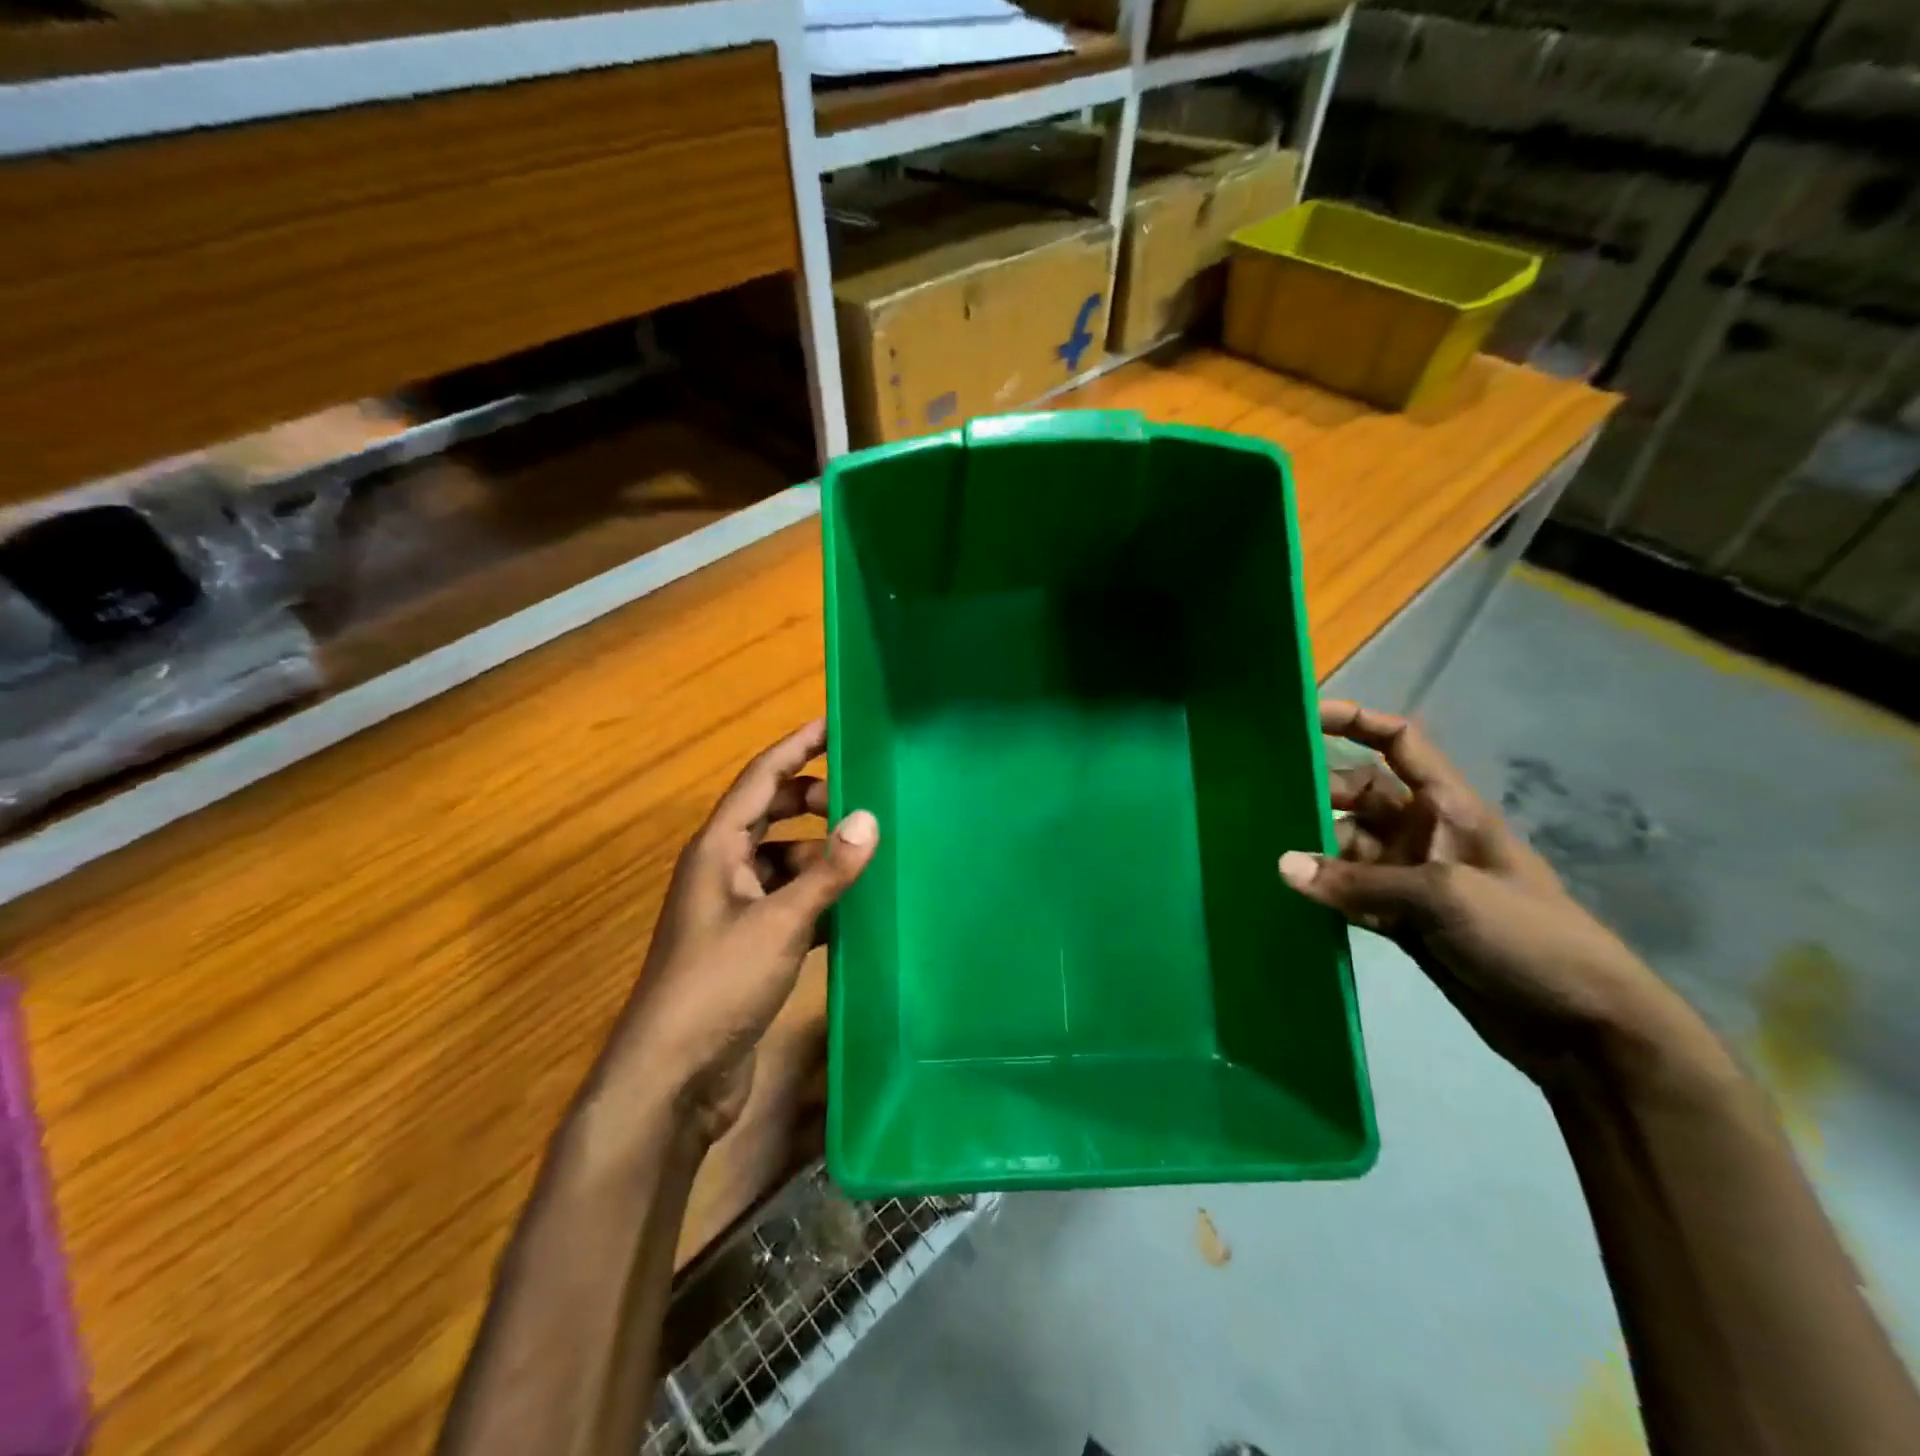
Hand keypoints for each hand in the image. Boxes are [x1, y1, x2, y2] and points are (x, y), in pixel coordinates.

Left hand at [600, 721, 877, 1144]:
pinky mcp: (748, 945)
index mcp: (717, 849)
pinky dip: (818, 898)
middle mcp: (722, 869)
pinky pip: (789, 903)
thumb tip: (870, 818)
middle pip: (771, 815)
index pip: (760, 779)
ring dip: (820, 855)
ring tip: (869, 854)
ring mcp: (734, 909)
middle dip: (813, 802)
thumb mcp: (780, 922)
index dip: (797, 747)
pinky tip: (854, 907)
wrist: (673, 1076)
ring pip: (784, 862)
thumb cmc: (718, 985)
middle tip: (864, 799)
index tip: (834, 724)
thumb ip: (828, 872)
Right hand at [1279, 700, 1704, 1087]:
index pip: (1399, 743)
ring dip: (1313, 853)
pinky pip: (1348, 894)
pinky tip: (1287, 897)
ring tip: (1264, 856)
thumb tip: (1282, 865)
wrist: (1583, 1028)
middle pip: (1358, 795)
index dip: (1356, 722)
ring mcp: (1410, 878)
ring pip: (1345, 847)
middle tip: (1262, 806)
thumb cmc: (1527, 936)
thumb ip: (1358, 880)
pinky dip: (1322, 894)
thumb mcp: (1443, 895)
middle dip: (1317, 795)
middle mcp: (1423, 833)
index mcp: (1448, 807)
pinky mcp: (1401, 921)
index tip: (1305, 718)